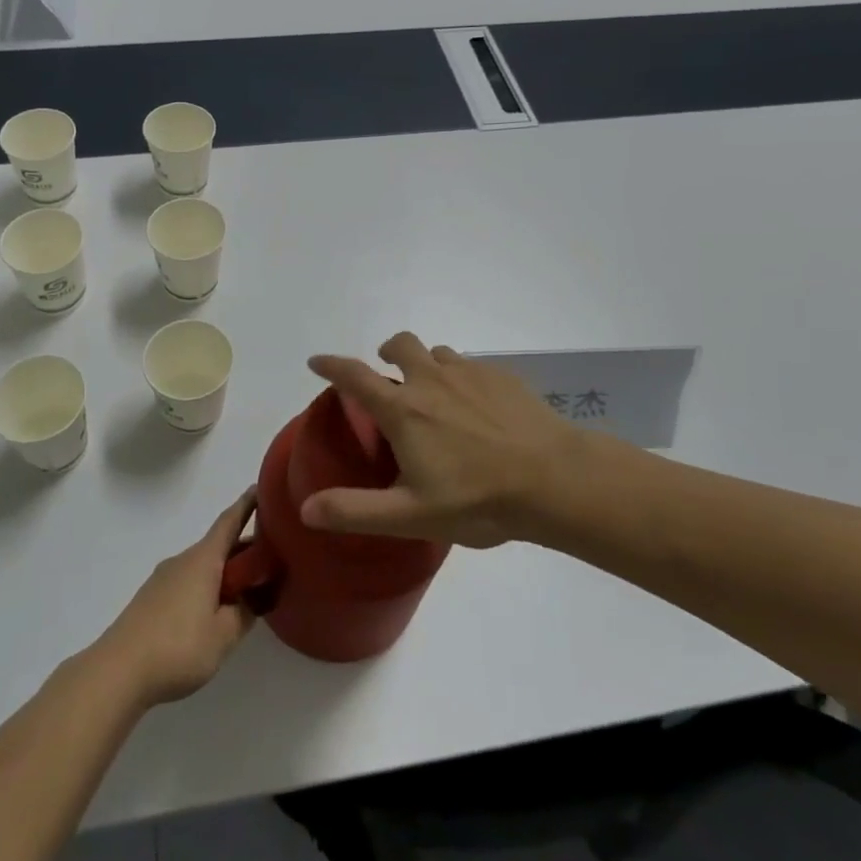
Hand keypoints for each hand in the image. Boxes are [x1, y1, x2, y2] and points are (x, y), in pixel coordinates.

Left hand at [93, 489, 256, 706]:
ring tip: (244, 593)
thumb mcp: (223, 636)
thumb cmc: (177, 647)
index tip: (260, 488)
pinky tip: (211, 614)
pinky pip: (187, 583)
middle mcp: (182, 560)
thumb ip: (244, 614)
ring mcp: (163, 579)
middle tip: (269, 561)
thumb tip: (252, 599)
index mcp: (203, 559)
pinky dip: (205, 588)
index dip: (247, 504)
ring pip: (202, 566)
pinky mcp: (151, 599)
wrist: (117, 672)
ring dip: (224, 572)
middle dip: (243, 550)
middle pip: (218, 546)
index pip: (229, 521)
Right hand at [303, 333, 583, 546]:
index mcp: (404, 410)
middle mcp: (432, 380)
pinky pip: (472, 366)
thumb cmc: (477, 499)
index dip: (331, 365)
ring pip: (438, 353)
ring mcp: (470, 374)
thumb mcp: (411, 516)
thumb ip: (356, 511)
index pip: (355, 376)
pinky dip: (462, 378)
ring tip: (435, 392)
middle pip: (401, 345)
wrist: (554, 479)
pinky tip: (478, 407)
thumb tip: (306, 508)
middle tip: (388, 371)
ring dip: (427, 363)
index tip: (316, 361)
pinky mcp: (503, 377)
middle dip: (387, 350)